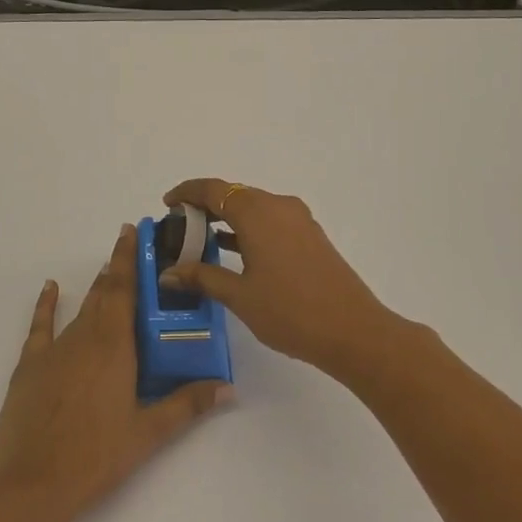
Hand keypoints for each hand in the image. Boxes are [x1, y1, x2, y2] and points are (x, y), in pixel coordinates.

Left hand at [0, 225, 230, 521]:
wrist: (34, 483)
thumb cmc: (97, 457)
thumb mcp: (149, 433)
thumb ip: (187, 404)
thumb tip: (228, 388)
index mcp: (114, 346)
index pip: (125, 290)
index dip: (130, 259)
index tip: (134, 231)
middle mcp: (84, 337)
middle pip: (104, 293)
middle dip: (118, 267)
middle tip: (132, 246)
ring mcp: (54, 350)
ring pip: (80, 308)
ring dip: (95, 287)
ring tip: (108, 269)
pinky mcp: (30, 366)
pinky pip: (40, 326)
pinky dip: (46, 305)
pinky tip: (50, 288)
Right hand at [160, 180, 411, 381]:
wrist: (354, 332)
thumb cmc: (291, 312)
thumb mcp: (239, 296)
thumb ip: (202, 277)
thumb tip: (168, 273)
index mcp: (258, 214)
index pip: (214, 190)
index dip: (187, 192)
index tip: (167, 204)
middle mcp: (279, 207)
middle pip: (234, 195)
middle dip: (205, 206)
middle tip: (179, 228)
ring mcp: (299, 221)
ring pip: (254, 208)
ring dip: (227, 219)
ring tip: (200, 241)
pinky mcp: (310, 237)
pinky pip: (270, 221)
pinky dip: (247, 229)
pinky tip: (234, 252)